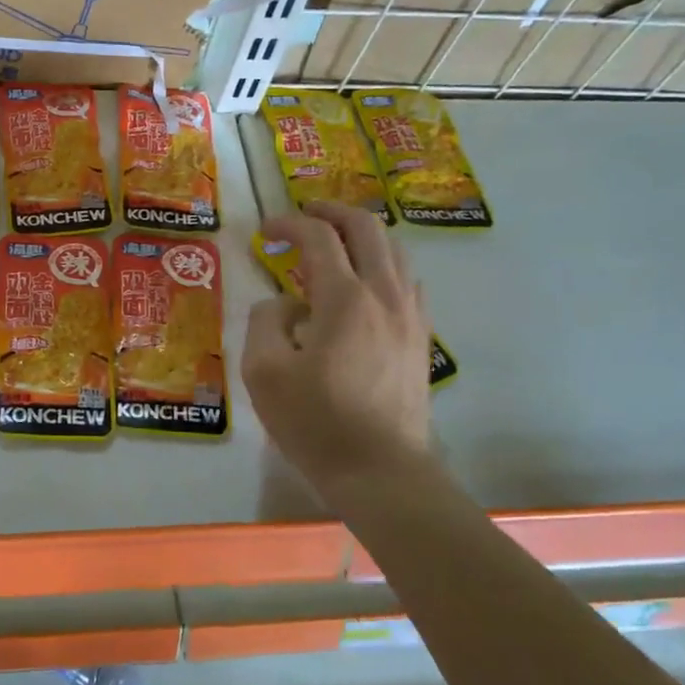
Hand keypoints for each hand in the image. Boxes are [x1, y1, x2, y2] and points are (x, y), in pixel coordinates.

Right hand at [241, 201, 432, 486]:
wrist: (382, 472)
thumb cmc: (316, 422)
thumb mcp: (264, 372)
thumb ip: (265, 322)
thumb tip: (283, 304)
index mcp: (345, 298)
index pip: (318, 237)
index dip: (288, 224)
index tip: (264, 231)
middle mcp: (385, 295)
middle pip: (367, 228)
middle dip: (332, 212)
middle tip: (304, 215)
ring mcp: (410, 316)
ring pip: (394, 251)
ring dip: (362, 235)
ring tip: (334, 244)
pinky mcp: (420, 338)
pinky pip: (407, 281)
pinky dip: (382, 264)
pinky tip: (365, 284)